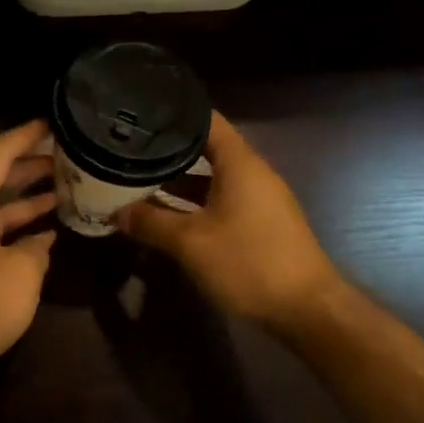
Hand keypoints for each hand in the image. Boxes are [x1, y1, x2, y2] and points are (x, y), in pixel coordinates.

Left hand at [0, 120, 56, 387]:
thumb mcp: (21, 274)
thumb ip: (37, 250)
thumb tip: (40, 242)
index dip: (27, 135)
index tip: (55, 121)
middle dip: (33, 166)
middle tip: (71, 157)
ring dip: (28, 199)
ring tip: (67, 190)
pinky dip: (18, 229)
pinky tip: (46, 235)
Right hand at [116, 111, 343, 331]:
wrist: (307, 310)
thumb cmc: (248, 262)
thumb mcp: (190, 243)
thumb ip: (150, 222)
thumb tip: (116, 212)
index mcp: (240, 164)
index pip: (206, 120)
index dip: (175, 113)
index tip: (141, 112)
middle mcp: (252, 173)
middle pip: (207, 149)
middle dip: (169, 151)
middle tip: (130, 149)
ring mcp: (259, 199)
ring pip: (212, 179)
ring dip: (179, 181)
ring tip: (139, 180)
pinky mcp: (261, 224)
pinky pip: (221, 201)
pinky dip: (195, 202)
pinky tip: (168, 215)